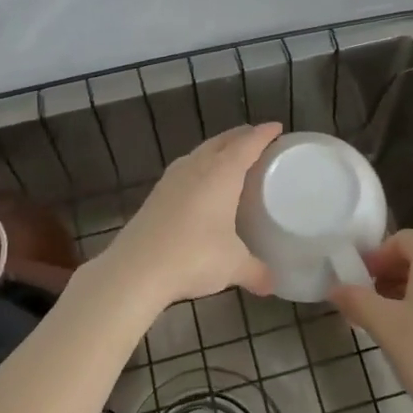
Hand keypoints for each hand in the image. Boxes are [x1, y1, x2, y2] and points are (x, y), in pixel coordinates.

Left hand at [98, 123, 281, 309]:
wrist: (135, 270)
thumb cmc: (194, 257)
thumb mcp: (233, 266)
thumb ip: (257, 272)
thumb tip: (273, 285)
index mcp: (222, 174)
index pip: (247, 144)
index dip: (263, 134)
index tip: (277, 127)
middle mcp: (197, 167)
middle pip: (222, 141)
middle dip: (241, 136)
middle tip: (258, 139)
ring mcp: (172, 179)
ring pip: (200, 152)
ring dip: (218, 148)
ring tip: (230, 156)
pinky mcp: (156, 194)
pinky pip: (185, 167)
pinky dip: (200, 165)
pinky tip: (200, 181)